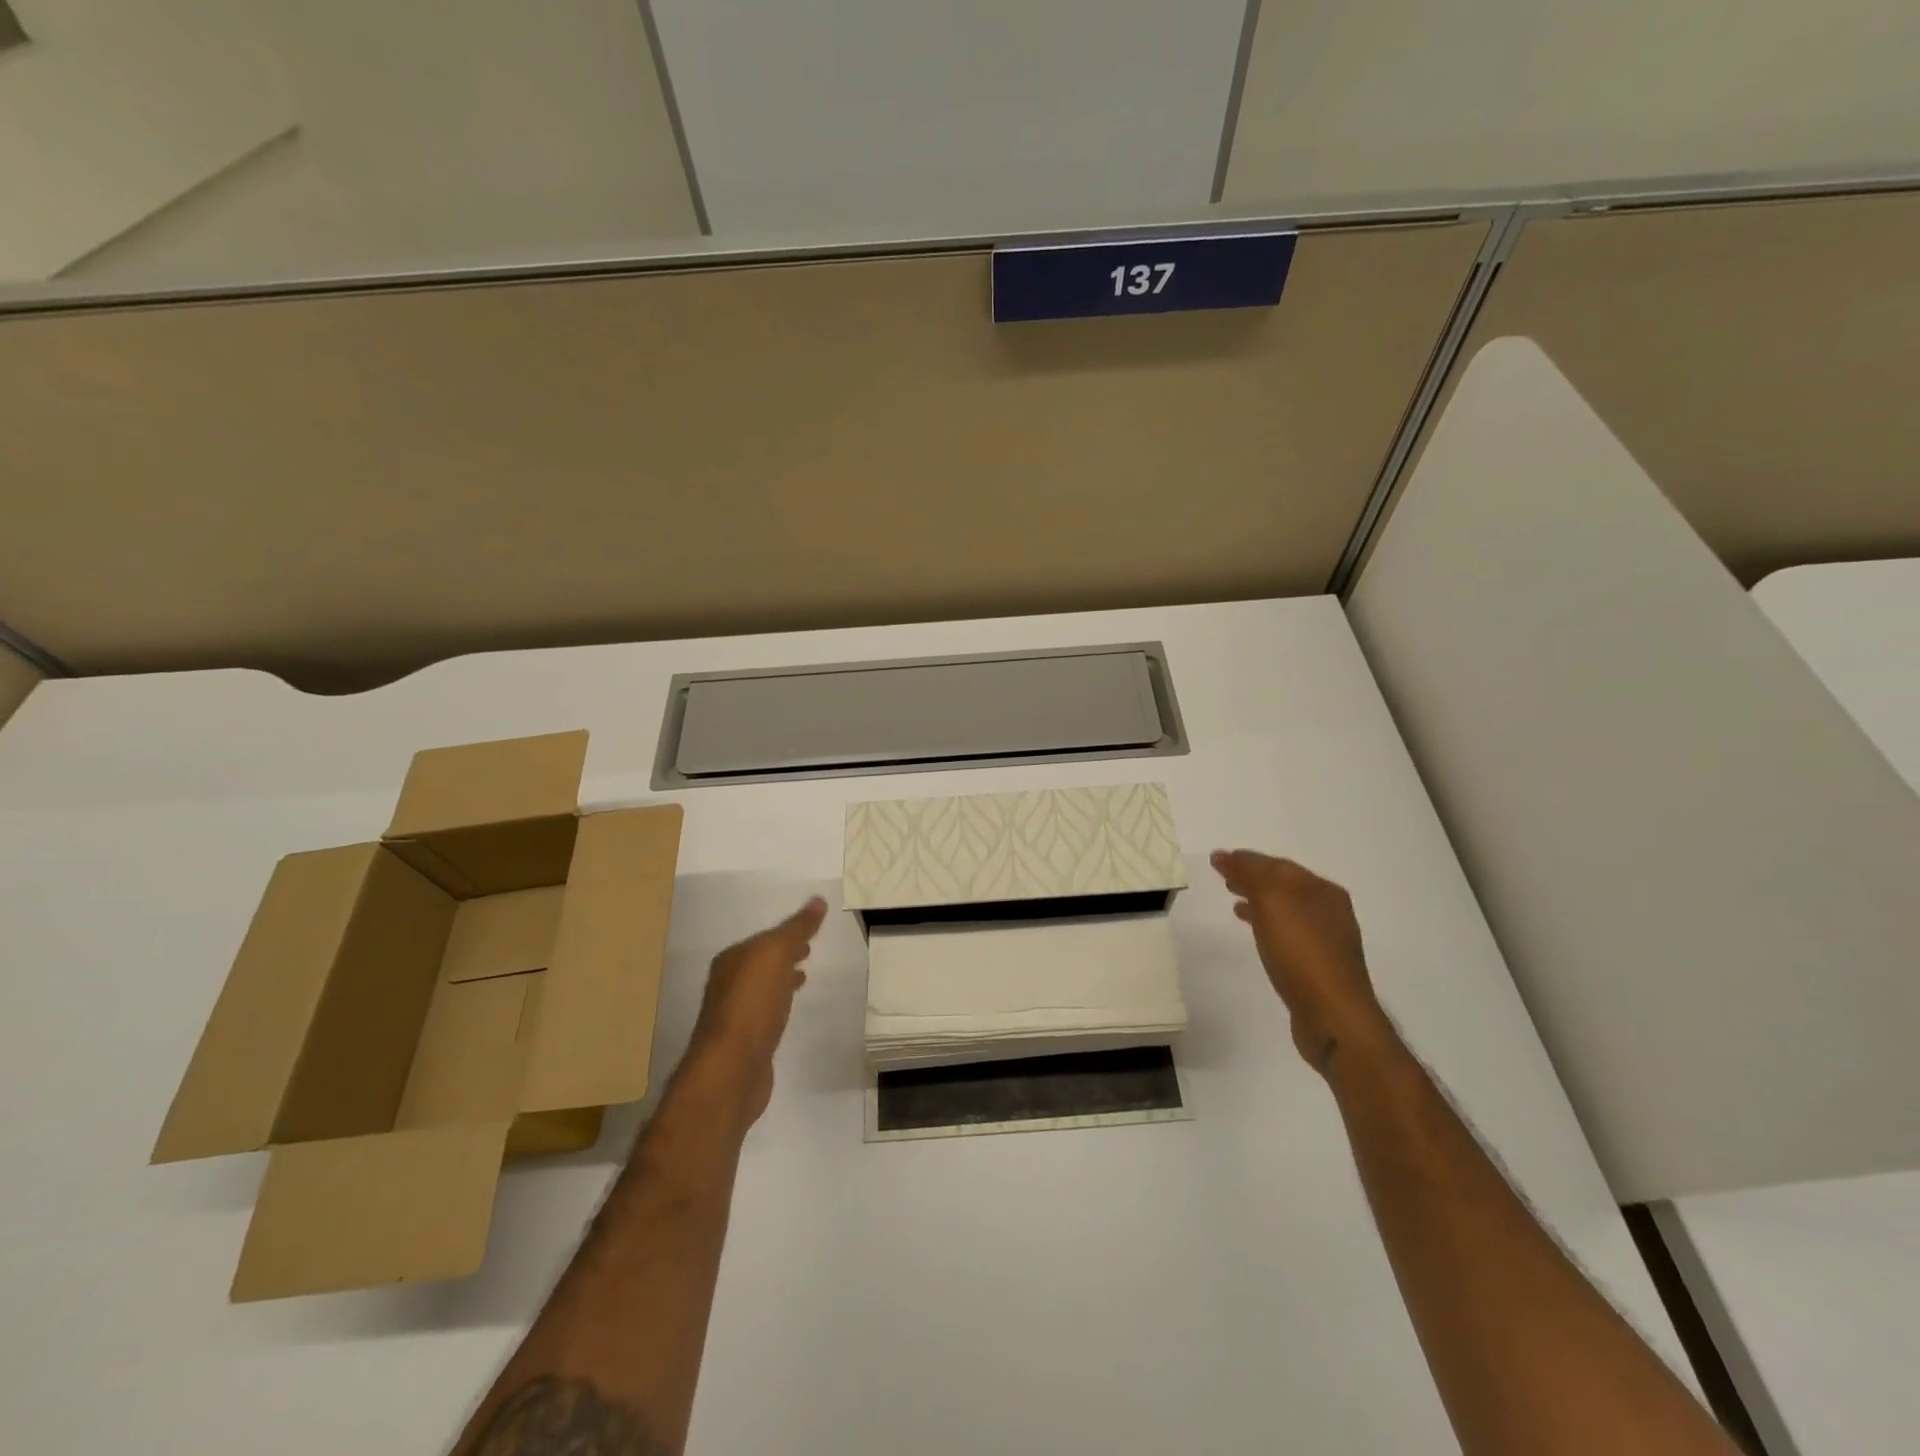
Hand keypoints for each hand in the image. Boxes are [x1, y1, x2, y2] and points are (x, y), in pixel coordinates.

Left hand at [686, 897, 826, 1123]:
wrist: (732, 1070)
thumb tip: (818, 900)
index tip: (811, 931)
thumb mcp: (775, 955)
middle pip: (760, 962)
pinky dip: (781, 1004)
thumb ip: (796, 928)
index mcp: (731, 960)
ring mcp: (735, 1016)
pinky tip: (790, 1011)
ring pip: (763, 988)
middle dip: (783, 955)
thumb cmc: (752, 1005)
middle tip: (809, 950)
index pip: (763, 939)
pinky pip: (766, 1013)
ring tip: (804, 977)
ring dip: (782, 979)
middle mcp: (728, 984)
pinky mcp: (745, 1043)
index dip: (786, 933)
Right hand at [1211, 851, 1391, 1072]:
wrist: (1333, 1016)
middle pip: (1284, 886)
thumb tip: (1225, 856)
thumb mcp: (1273, 902)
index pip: (1279, 865)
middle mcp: (1329, 911)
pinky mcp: (1318, 967)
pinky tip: (1255, 933)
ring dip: (1258, 901)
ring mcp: (1326, 941)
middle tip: (1223, 876)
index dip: (1247, 859)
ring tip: (1234, 902)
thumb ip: (1250, 875)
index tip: (1218, 859)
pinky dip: (1266, 925)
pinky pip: (1286, 934)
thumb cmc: (1302, 952)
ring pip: (1285, 910)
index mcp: (1322, 891)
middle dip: (1253, 878)